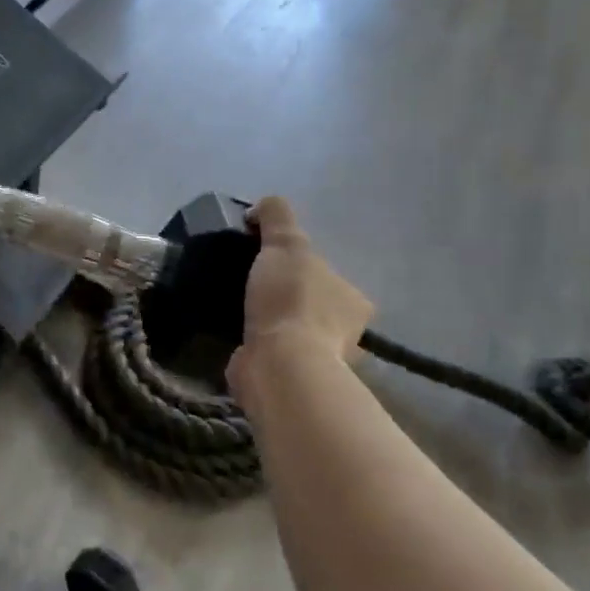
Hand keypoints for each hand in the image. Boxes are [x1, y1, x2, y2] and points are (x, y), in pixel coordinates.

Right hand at [234, 196, 372, 364]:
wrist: (279, 364)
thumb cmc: (290, 300)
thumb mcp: (285, 244)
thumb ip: (277, 218)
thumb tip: (261, 209)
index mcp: (353, 300)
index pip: (326, 276)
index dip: (297, 266)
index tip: (266, 263)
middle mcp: (345, 332)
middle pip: (310, 304)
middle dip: (284, 296)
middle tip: (248, 285)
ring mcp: (319, 361)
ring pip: (291, 331)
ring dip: (269, 323)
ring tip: (237, 309)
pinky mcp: (291, 380)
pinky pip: (272, 354)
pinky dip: (257, 345)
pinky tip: (236, 336)